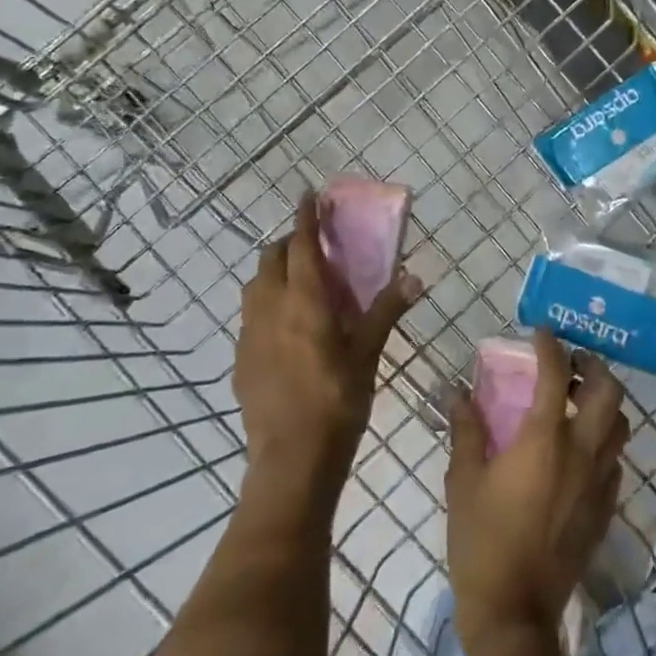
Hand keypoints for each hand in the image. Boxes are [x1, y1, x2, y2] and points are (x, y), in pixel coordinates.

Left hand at [235, 194, 419, 508]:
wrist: (291, 460)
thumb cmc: (338, 401)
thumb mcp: (368, 354)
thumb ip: (386, 311)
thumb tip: (415, 276)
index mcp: (304, 302)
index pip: (301, 245)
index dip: (305, 217)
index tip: (308, 194)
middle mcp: (269, 309)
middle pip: (270, 259)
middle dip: (288, 243)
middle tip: (313, 246)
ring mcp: (249, 335)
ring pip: (254, 286)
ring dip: (273, 272)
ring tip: (300, 283)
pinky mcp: (241, 359)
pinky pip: (250, 316)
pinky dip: (266, 303)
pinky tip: (286, 327)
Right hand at [445, 332, 629, 655]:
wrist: (514, 612)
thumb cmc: (481, 541)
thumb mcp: (463, 480)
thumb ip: (465, 429)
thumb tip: (456, 390)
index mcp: (544, 439)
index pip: (557, 375)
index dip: (550, 346)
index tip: (542, 332)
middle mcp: (582, 452)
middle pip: (609, 392)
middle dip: (594, 367)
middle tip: (571, 363)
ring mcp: (599, 481)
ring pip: (620, 424)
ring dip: (605, 402)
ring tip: (579, 400)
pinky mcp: (605, 507)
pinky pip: (616, 459)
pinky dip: (604, 440)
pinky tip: (581, 448)